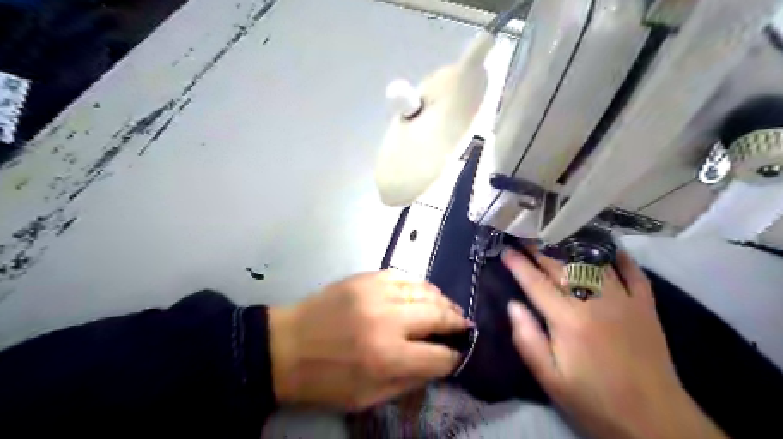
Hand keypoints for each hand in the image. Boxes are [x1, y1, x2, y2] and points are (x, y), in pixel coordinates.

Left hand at [266, 270, 469, 411]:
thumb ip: (407, 381)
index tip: (459, 355)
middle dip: (456, 322)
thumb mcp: (367, 397)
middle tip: (464, 326)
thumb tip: (437, 364)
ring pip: (425, 290)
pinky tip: (425, 292)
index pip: (438, 356)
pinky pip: (404, 276)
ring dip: (442, 301)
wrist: (286, 346)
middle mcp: (387, 320)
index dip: (454, 358)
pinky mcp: (366, 277)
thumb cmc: (325, 380)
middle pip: (438, 315)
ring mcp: (376, 292)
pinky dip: (420, 285)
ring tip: (450, 308)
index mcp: (386, 357)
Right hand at [505, 249, 723, 438]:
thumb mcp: (550, 378)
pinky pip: (634, 274)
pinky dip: (621, 258)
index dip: (518, 265)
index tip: (505, 250)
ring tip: (556, 237)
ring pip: (593, 264)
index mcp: (568, 320)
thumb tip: (513, 305)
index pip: (536, 283)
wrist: (655, 421)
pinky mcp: (646, 307)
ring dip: (571, 248)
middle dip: (539, 250)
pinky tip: (608, 248)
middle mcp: (595, 302)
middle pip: (561, 267)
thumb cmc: (594, 401)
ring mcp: (624, 301)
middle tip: (525, 237)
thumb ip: (527, 339)